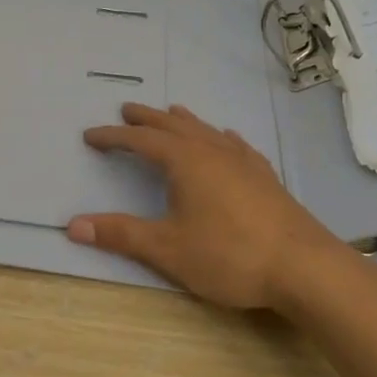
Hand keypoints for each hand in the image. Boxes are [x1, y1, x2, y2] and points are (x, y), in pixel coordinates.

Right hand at [67, 103, 341, 309]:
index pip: (140, 141)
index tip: (91, 135)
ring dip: (182, 122)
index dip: (113, 138)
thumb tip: (73, 225)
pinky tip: (226, 138)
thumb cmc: (229, 255)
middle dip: (146, 119)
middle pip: (173, 126)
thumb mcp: (167, 249)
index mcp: (184, 161)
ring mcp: (243, 161)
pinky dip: (219, 137)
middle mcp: (212, 151)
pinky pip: (235, 145)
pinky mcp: (264, 176)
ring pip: (205, 130)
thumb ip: (121, 234)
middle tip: (127, 110)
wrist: (303, 266)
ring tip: (171, 113)